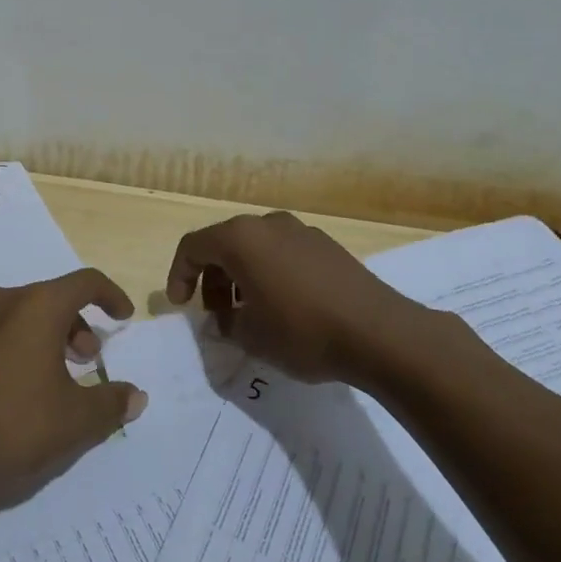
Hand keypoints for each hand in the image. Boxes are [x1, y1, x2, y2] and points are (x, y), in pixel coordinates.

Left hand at [0, 269, 147, 522]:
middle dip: (76, 324)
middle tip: (86, 359)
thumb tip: (135, 395)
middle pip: (50, 298)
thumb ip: (111, 403)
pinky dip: (12, 348)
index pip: (85, 282)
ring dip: (43, 336)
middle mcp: (2, 302)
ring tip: (51, 377)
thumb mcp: (76, 422)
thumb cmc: (15, 427)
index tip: (123, 318)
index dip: (110, 296)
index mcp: (37, 307)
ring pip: (18, 315)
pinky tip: (11, 389)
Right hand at [165, 211, 438, 388]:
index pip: (193, 247)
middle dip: (212, 278)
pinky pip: (283, 253)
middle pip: (224, 244)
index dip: (179, 275)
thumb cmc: (302, 331)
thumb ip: (226, 324)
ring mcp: (300, 231)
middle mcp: (267, 224)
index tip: (182, 306)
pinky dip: (271, 273)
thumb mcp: (251, 336)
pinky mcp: (327, 246)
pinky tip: (284, 307)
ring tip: (250, 313)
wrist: (381, 334)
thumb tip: (223, 320)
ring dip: (242, 276)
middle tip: (217, 314)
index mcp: (240, 238)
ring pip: (256, 248)